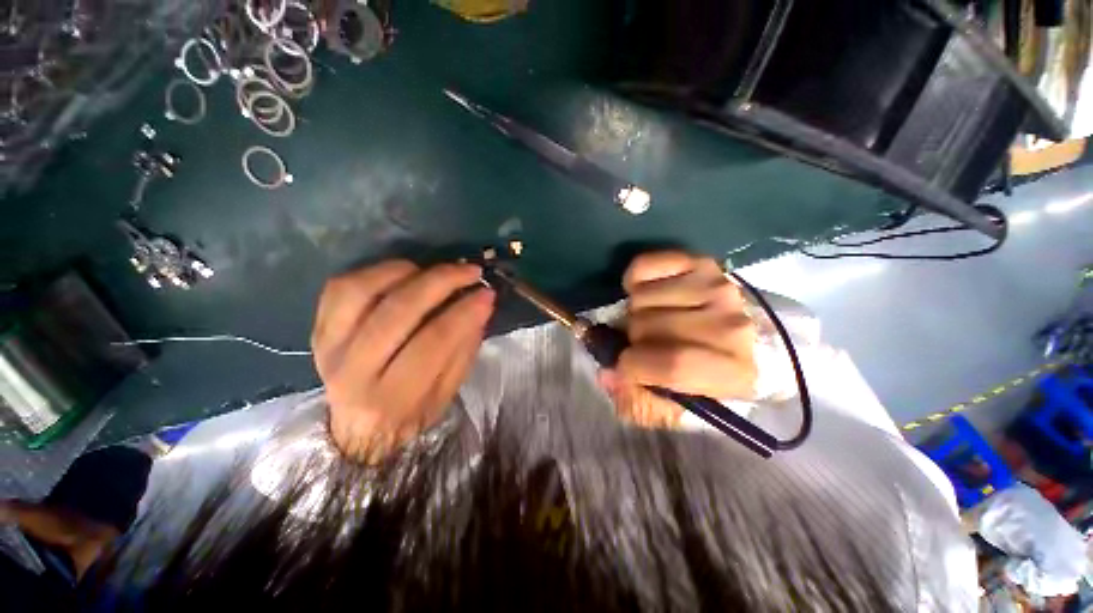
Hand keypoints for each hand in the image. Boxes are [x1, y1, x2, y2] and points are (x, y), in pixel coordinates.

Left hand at [312, 261, 494, 461]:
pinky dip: (376, 271)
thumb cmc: (412, 413)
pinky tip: (404, 273)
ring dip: (407, 272)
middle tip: (470, 271)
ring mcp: (330, 346)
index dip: (464, 312)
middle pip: (398, 311)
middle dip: (441, 282)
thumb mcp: (449, 391)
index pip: (433, 342)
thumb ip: (465, 346)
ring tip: (435, 271)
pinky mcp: (319, 329)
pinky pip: (341, 287)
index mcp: (392, 397)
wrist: (359, 430)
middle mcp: (353, 370)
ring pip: (362, 291)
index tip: (487, 292)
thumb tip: (481, 300)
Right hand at [600, 251, 757, 427]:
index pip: (673, 364)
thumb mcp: (677, 407)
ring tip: (652, 319)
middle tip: (644, 343)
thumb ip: (639, 402)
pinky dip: (634, 281)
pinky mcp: (700, 263)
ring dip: (635, 312)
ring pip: (641, 298)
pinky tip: (649, 294)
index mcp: (733, 372)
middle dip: (634, 339)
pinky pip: (643, 266)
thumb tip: (608, 374)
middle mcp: (730, 325)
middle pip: (648, 327)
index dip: (634, 366)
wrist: (740, 336)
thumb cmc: (705, 376)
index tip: (622, 367)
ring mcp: (715, 287)